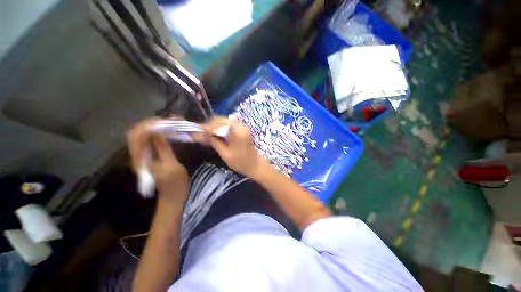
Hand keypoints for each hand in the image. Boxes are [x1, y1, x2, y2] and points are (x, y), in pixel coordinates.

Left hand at [127, 120, 188, 204]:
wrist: (173, 196)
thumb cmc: (175, 183)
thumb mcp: (172, 166)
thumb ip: (163, 149)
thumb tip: (157, 132)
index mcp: (142, 160)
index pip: (137, 137)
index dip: (148, 126)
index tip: (164, 122)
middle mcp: (138, 156)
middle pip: (136, 133)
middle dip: (151, 124)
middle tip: (168, 121)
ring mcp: (143, 156)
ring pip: (142, 136)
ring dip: (155, 127)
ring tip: (170, 124)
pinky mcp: (149, 156)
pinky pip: (149, 140)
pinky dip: (158, 133)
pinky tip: (168, 131)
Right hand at [201, 117, 269, 177]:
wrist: (256, 165)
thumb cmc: (241, 162)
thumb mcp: (225, 153)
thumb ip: (213, 142)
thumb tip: (199, 135)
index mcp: (237, 131)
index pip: (217, 124)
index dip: (206, 128)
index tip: (196, 132)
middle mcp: (240, 125)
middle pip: (220, 120)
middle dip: (209, 127)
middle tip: (201, 135)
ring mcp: (242, 126)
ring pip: (223, 122)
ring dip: (214, 128)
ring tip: (206, 136)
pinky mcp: (242, 129)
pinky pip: (228, 126)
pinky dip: (220, 129)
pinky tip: (215, 136)